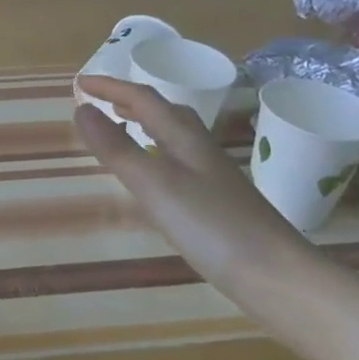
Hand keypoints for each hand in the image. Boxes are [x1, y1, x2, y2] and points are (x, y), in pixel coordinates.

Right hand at [75, 75, 300, 276]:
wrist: (279, 277)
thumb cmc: (212, 226)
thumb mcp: (154, 185)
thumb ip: (116, 148)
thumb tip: (81, 109)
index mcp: (184, 137)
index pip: (143, 98)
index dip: (110, 87)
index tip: (80, 82)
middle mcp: (200, 149)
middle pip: (164, 111)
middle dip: (130, 100)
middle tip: (100, 101)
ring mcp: (212, 176)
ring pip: (174, 136)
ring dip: (145, 124)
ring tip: (121, 128)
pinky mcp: (218, 202)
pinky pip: (179, 162)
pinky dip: (157, 153)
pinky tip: (154, 177)